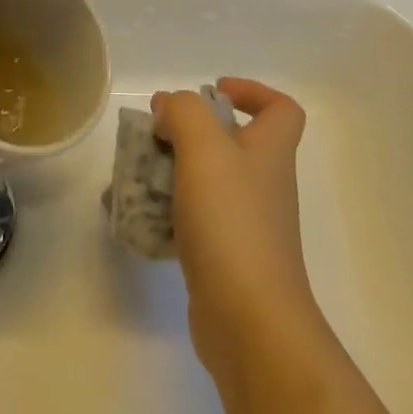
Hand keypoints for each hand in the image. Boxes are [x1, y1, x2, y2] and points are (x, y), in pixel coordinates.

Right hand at [152, 78, 324, 382]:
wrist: (249, 320)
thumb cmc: (232, 222)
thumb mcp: (204, 148)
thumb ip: (184, 113)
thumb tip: (170, 108)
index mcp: (269, 151)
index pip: (280, 109)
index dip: (251, 92)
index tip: (211, 93)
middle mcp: (262, 183)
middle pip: (231, 142)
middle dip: (188, 133)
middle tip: (153, 135)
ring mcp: (245, 222)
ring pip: (205, 181)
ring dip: (169, 171)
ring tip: (132, 175)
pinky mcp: (224, 256)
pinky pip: (192, 220)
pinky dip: (164, 212)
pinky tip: (134, 217)